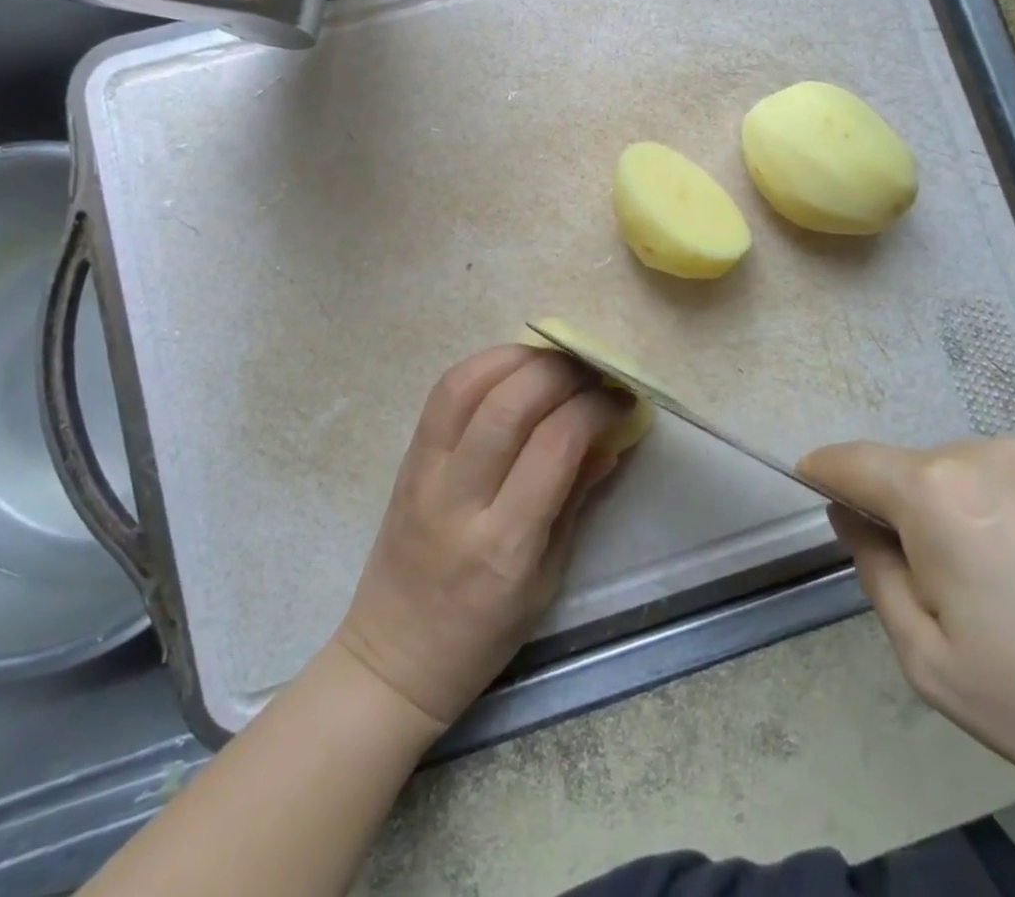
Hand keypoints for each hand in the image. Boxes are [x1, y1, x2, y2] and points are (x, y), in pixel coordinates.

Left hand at [334, 345, 628, 727]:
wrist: (393, 656)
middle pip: (508, 404)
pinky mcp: (406, 458)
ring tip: (554, 360)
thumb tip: (609, 436)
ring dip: (517, 357)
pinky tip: (513, 368)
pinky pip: (443, 394)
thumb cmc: (482, 634)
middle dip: (560, 372)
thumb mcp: (546, 579)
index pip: (554, 446)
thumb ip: (575, 499)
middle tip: (592, 371)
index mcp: (504, 544)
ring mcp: (423, 473)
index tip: (621, 398)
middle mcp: (458, 499)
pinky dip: (483, 367)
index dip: (595, 408)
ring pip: (466, 386)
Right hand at [796, 439, 1014, 840]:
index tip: (816, 491)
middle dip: (916, 516)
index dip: (824, 475)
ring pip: (980, 476)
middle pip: (920, 473)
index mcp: (938, 492)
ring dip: (977, 515)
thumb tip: (854, 518)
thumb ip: (876, 574)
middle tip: (960, 597)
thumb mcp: (936, 666)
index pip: (850, 461)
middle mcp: (991, 452)